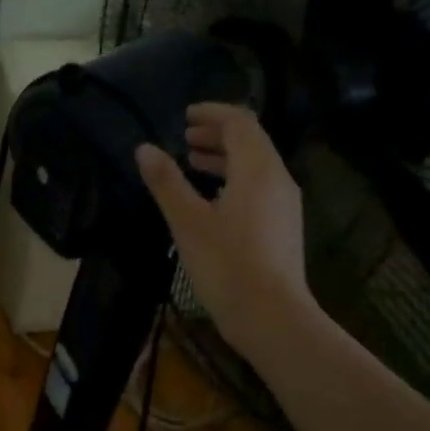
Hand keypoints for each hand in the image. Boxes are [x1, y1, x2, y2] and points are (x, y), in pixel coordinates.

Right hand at [135, 102, 311, 357]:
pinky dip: (234, 178)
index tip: (185, 115)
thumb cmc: (227, 265)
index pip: (240, 122)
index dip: (212, 113)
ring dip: (224, 156)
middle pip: (251, 140)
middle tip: (185, 136)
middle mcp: (278, 179)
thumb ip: (166, 181)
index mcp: (258, 170)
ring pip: (256, 165)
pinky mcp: (283, 227)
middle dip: (217, 133)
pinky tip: (211, 197)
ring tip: (192, 162)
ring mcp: (285, 204)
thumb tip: (144, 148)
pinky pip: (259, 186)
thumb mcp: (187, 221)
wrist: (273, 318)